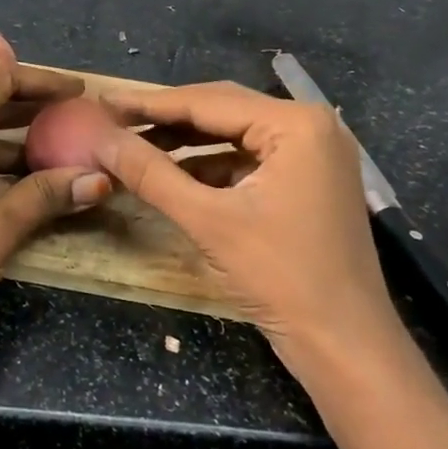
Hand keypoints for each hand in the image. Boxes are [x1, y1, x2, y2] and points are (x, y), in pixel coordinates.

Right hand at [92, 81, 400, 367]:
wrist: (346, 347)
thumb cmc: (281, 277)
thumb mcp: (208, 221)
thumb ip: (151, 174)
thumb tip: (101, 139)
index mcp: (296, 124)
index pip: (208, 101)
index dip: (150, 103)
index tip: (104, 101)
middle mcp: (310, 126)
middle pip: (223, 110)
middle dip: (167, 118)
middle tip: (114, 120)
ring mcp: (313, 154)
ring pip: (234, 135)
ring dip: (186, 143)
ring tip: (135, 145)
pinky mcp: (308, 181)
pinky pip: (249, 160)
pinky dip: (211, 166)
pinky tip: (174, 175)